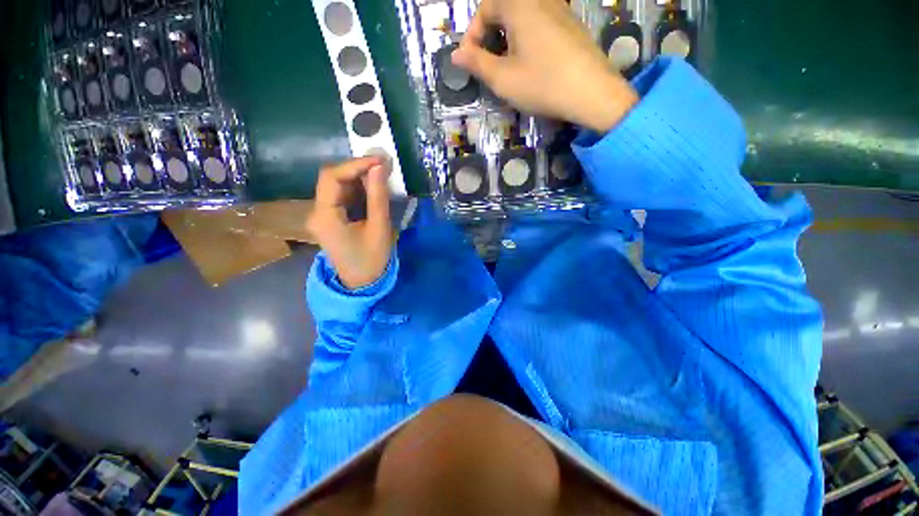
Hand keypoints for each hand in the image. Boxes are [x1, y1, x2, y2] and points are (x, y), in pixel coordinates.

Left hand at [306, 157, 392, 289]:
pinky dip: (357, 190)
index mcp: (325, 216)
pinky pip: (341, 197)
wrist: (361, 283)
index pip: (332, 177)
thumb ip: (378, 196)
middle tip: (383, 167)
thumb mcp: (379, 228)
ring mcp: (321, 216)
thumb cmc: (371, 259)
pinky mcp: (329, 219)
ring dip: (358, 179)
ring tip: (381, 176)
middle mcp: (317, 212)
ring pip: (336, 187)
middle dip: (357, 170)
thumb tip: (379, 167)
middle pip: (332, 179)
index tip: (379, 161)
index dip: (355, 164)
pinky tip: (372, 190)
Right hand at [452, 0, 638, 132]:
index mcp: (520, 5)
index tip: (470, 60)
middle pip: (505, 9)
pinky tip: (531, 64)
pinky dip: (527, 40)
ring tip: (508, 68)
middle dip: (490, 36)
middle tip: (487, 65)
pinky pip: (541, 24)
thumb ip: (477, 63)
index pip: (486, 7)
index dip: (473, 33)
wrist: (592, 93)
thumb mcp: (502, 78)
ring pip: (523, 18)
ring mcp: (560, 10)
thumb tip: (456, 54)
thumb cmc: (542, 84)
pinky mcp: (572, 25)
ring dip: (508, 39)